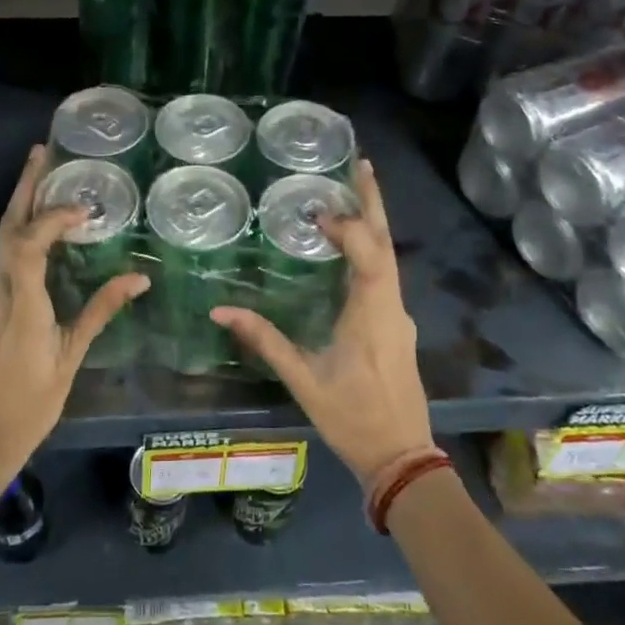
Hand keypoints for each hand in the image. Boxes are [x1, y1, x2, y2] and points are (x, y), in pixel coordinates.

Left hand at [0, 145, 149, 481]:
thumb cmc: (28, 405)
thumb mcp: (69, 359)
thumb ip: (100, 312)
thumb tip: (139, 278)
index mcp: (18, 303)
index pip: (29, 243)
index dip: (53, 216)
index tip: (84, 208)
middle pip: (7, 228)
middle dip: (24, 188)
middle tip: (41, 152)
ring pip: (1, 241)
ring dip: (21, 207)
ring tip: (44, 180)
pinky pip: (2, 259)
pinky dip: (20, 235)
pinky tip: (39, 232)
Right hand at [211, 159, 431, 485]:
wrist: (403, 459)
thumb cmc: (353, 418)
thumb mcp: (304, 380)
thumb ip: (265, 341)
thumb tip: (221, 311)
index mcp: (374, 315)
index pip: (370, 255)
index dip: (347, 227)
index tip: (317, 213)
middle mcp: (393, 307)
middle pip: (387, 244)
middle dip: (373, 203)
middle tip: (361, 164)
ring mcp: (400, 315)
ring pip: (389, 258)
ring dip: (372, 224)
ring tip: (350, 193)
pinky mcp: (397, 325)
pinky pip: (386, 275)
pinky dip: (369, 249)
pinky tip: (349, 246)